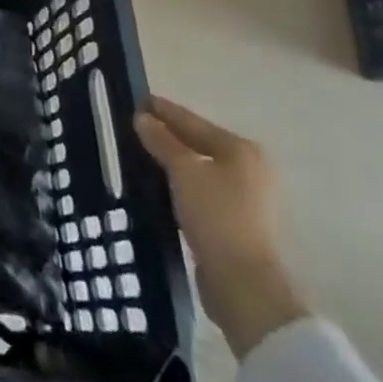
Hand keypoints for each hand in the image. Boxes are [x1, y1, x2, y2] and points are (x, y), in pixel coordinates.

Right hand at [134, 95, 307, 357]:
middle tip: (133, 125)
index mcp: (241, 150)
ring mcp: (245, 198)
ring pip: (199, 168)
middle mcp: (249, 170)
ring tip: (139, 152)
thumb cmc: (216, 216)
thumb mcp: (183, 171)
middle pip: (198, 143)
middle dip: (167, 135)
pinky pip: (200, 190)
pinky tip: (157, 183)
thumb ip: (162, 141)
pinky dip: (179, 183)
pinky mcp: (235, 222)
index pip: (193, 121)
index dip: (163, 110)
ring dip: (171, 161)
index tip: (136, 99)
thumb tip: (142, 117)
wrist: (243, 283)